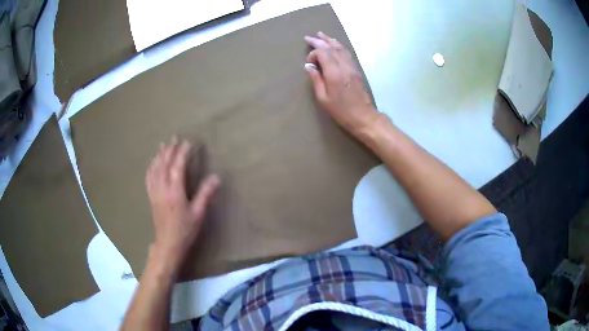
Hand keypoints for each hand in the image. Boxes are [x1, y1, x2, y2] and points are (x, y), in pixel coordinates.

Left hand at [145, 136, 219, 270]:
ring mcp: (154, 192)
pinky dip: (151, 167)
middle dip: (170, 149)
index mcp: (175, 191)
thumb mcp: (198, 214)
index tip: (189, 143)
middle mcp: (162, 188)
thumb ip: (205, 194)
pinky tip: (152, 163)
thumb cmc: (185, 230)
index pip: (178, 166)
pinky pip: (149, 177)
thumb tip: (216, 177)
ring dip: (159, 155)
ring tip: (163, 145)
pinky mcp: (151, 197)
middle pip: (164, 164)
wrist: (168, 244)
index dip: (183, 153)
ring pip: (155, 169)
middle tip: (174, 137)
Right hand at [304, 32, 379, 136]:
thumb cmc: (341, 111)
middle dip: (319, 41)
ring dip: (330, 40)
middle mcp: (344, 66)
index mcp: (334, 73)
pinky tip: (335, 45)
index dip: (314, 53)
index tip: (309, 63)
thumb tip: (309, 66)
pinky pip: (346, 53)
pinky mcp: (356, 70)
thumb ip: (316, 79)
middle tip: (309, 37)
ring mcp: (352, 67)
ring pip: (340, 48)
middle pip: (331, 48)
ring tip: (321, 35)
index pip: (323, 53)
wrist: (363, 116)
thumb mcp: (323, 98)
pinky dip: (339, 46)